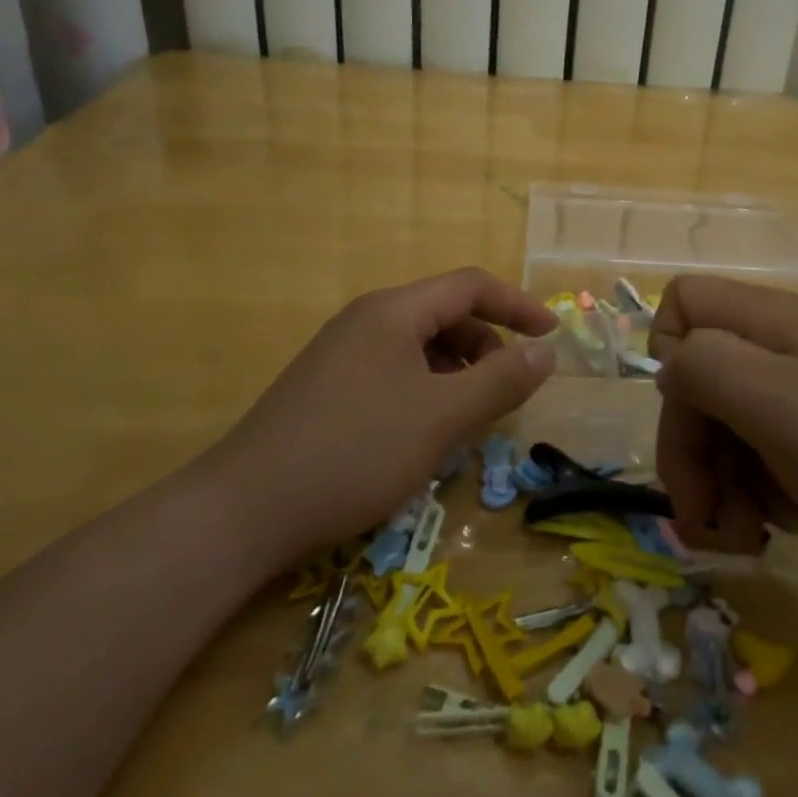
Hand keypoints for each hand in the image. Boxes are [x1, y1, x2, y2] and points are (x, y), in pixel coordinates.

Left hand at [197, 268, 557, 570]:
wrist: (245, 510)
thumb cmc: (355, 451)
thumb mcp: (442, 417)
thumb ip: (501, 380)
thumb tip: (546, 351)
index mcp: (394, 311)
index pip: (471, 286)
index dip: (518, 305)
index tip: (552, 336)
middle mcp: (367, 320)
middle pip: (445, 314)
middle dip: (487, 346)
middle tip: (507, 392)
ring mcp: (342, 353)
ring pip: (419, 347)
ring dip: (457, 372)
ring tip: (468, 419)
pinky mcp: (327, 387)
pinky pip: (394, 372)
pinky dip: (426, 390)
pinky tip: (424, 433)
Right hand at [651, 275, 797, 570]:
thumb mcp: (774, 403)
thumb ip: (703, 368)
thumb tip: (667, 366)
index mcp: (766, 320)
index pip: (681, 304)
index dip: (667, 358)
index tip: (690, 419)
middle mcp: (780, 344)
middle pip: (697, 376)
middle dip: (691, 449)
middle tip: (706, 518)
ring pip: (726, 420)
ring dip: (722, 480)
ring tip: (751, 533)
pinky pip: (763, 447)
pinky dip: (759, 487)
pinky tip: (785, 522)